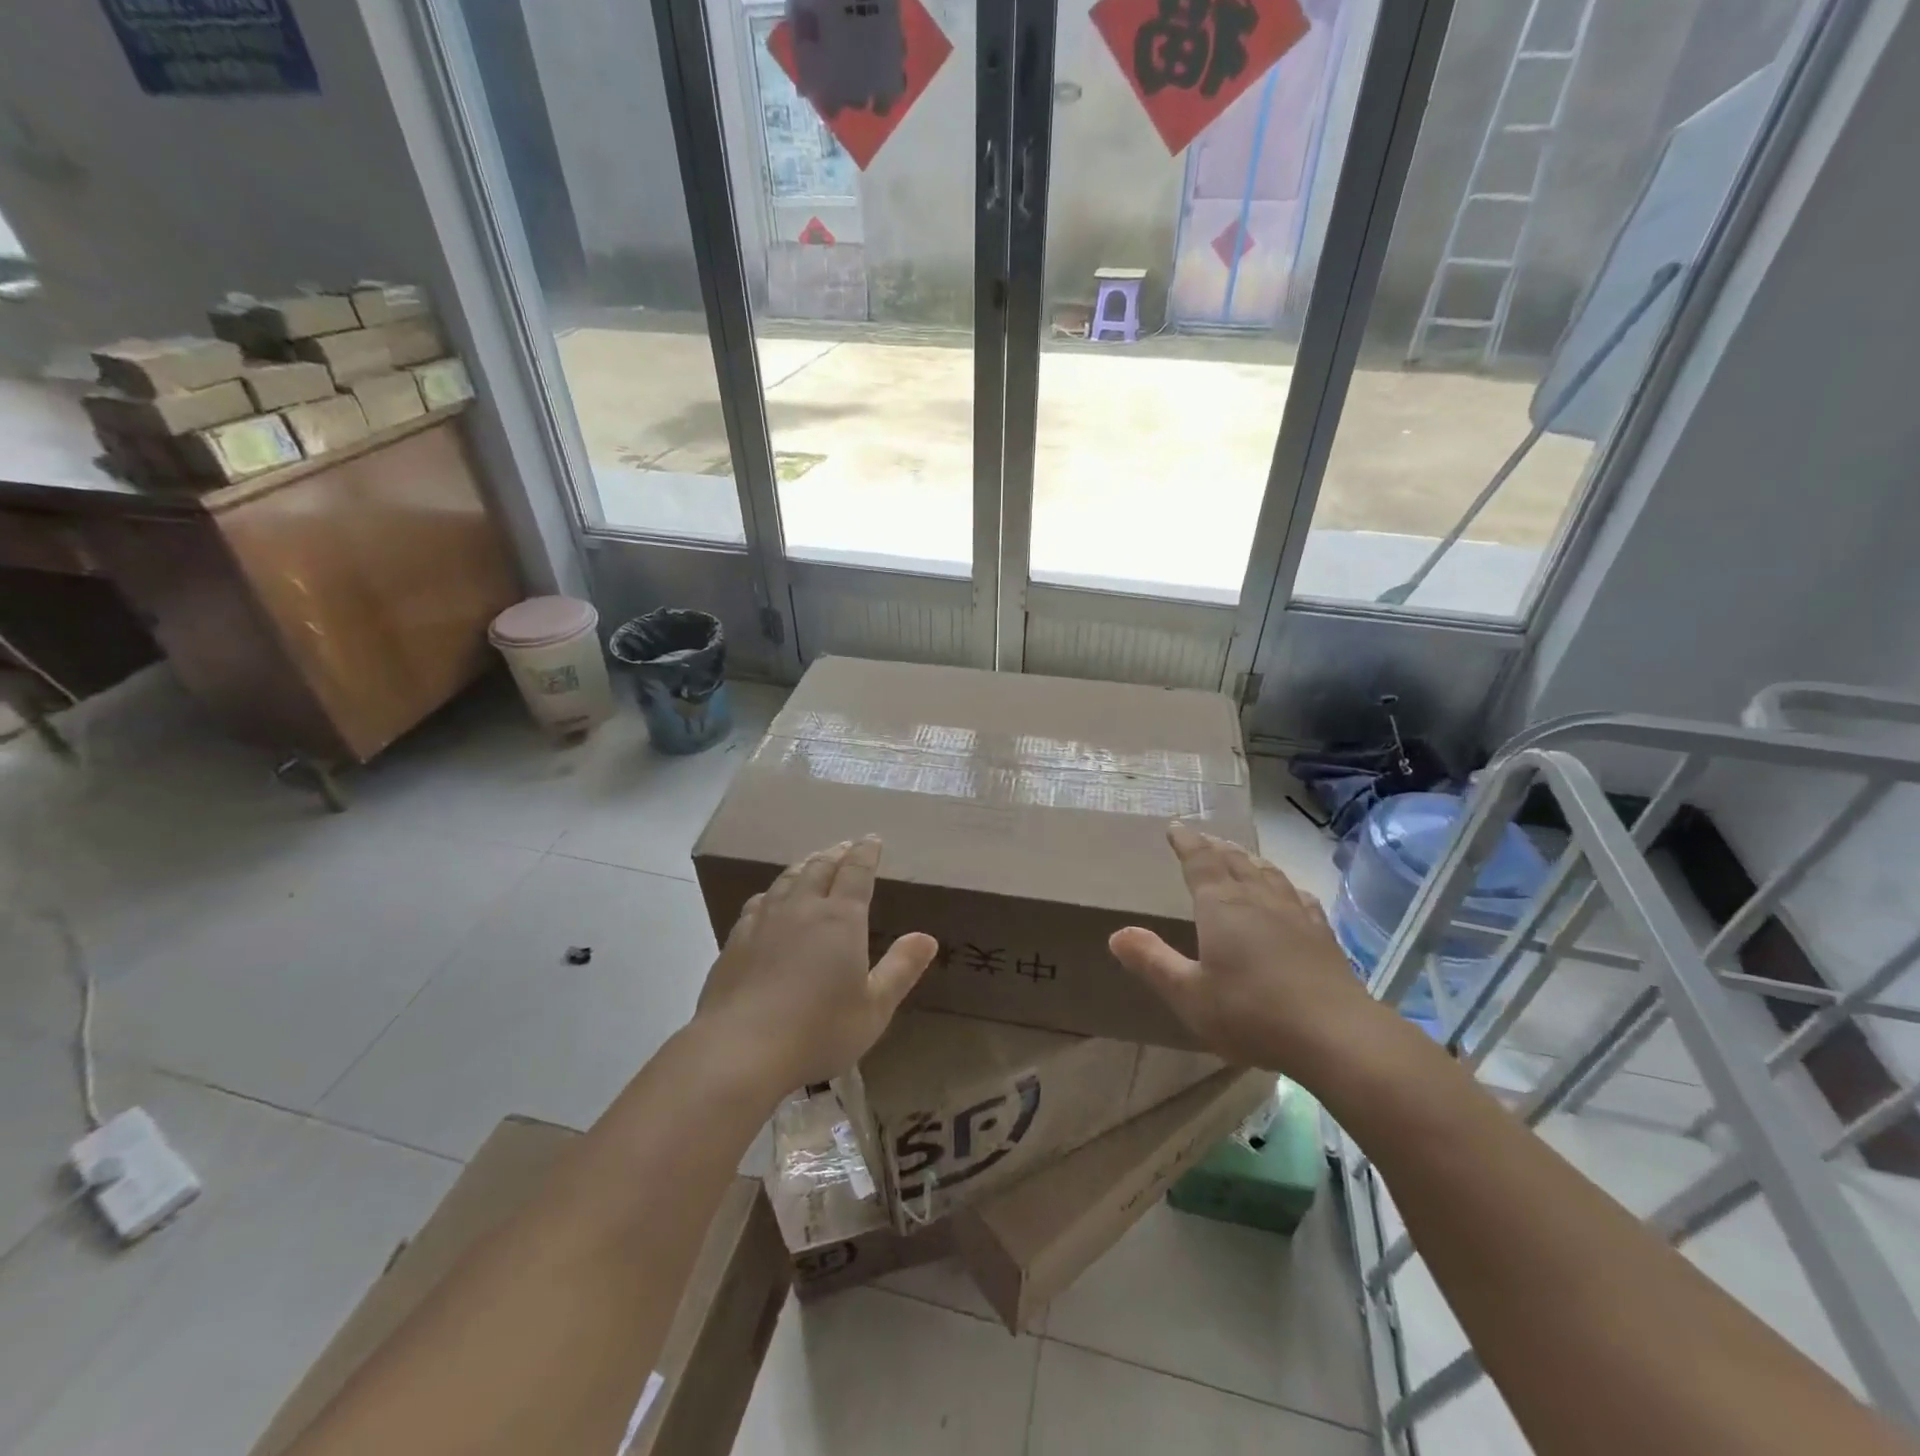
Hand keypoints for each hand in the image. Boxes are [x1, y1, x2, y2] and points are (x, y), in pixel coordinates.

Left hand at [696, 836, 937, 1094]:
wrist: (740, 1050)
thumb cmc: (818, 1031)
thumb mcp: (874, 1008)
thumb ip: (901, 969)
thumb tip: (927, 938)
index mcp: (840, 919)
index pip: (856, 872)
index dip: (866, 853)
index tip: (872, 840)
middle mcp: (802, 908)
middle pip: (819, 868)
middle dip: (836, 854)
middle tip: (845, 846)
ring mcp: (764, 921)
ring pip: (787, 880)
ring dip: (804, 866)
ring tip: (812, 862)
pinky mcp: (735, 941)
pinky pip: (759, 902)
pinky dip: (773, 892)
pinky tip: (770, 899)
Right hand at [1109, 824, 1391, 1076]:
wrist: (1336, 1035)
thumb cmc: (1251, 1013)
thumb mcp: (1189, 994)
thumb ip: (1152, 961)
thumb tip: (1117, 934)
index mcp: (1221, 906)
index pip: (1200, 861)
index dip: (1186, 843)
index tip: (1176, 829)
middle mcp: (1257, 899)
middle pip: (1234, 861)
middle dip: (1215, 847)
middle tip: (1204, 839)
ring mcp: (1294, 914)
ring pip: (1268, 873)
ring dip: (1249, 859)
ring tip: (1240, 855)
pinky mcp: (1321, 935)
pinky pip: (1298, 896)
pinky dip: (1284, 885)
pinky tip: (1289, 892)